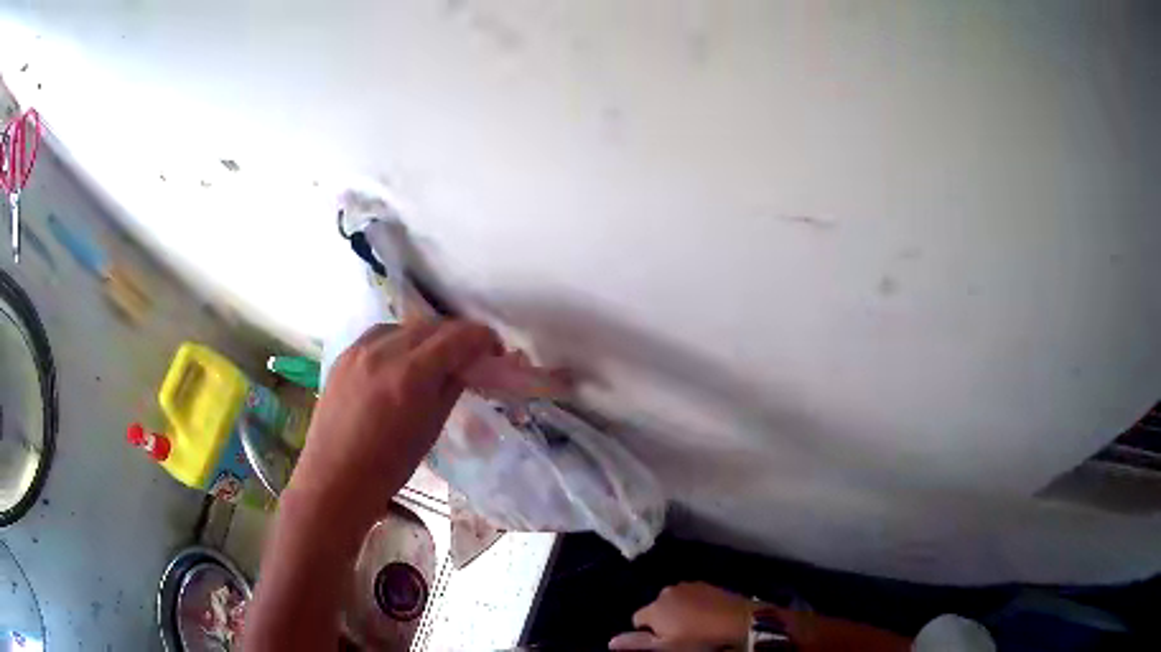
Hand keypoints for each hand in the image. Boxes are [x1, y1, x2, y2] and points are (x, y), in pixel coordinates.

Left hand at [286, 319, 498, 531]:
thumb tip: (466, 366)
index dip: (482, 338)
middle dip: (457, 335)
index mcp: (411, 374)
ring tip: (435, 356)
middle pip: (431, 325)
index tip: (494, 350)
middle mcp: (384, 351)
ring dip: (427, 335)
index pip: (457, 337)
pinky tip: (402, 360)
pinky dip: (399, 340)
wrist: (336, 478)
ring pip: (404, 326)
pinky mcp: (343, 355)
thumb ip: (450, 387)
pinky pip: (380, 335)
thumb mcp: (431, 428)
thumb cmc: (389, 466)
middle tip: (470, 354)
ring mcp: (359, 349)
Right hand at [609, 582, 756, 650]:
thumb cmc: (698, 638)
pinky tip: (706, 615)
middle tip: (680, 634)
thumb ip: (637, 643)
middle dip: (663, 620)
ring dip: (679, 611)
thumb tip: (610, 642)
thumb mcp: (666, 647)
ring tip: (695, 625)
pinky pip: (691, 595)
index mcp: (655, 607)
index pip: (638, 619)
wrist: (738, 621)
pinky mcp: (706, 584)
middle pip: (656, 608)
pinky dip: (694, 604)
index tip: (664, 640)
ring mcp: (688, 585)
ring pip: (674, 601)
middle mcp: (667, 591)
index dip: (649, 632)